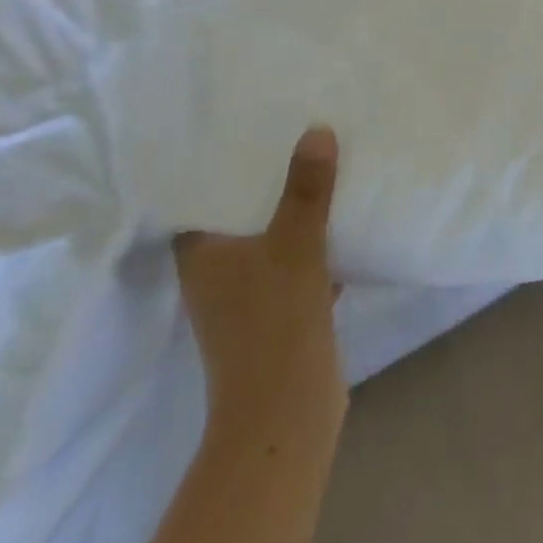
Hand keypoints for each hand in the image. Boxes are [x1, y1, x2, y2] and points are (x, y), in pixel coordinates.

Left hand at [173, 125, 343, 421]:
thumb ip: (306, 189)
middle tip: (291, 135)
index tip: (244, 130)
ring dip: (291, 212)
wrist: (288, 413)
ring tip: (320, 166)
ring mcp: (246, 297)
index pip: (199, 198)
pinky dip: (313, 244)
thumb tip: (317, 130)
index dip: (217, 165)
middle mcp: (216, 274)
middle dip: (265, 182)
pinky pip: (294, 263)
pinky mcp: (278, 313)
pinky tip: (342, 221)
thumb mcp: (295, 245)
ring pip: (269, 239)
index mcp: (201, 255)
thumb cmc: (274, 323)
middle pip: (238, 215)